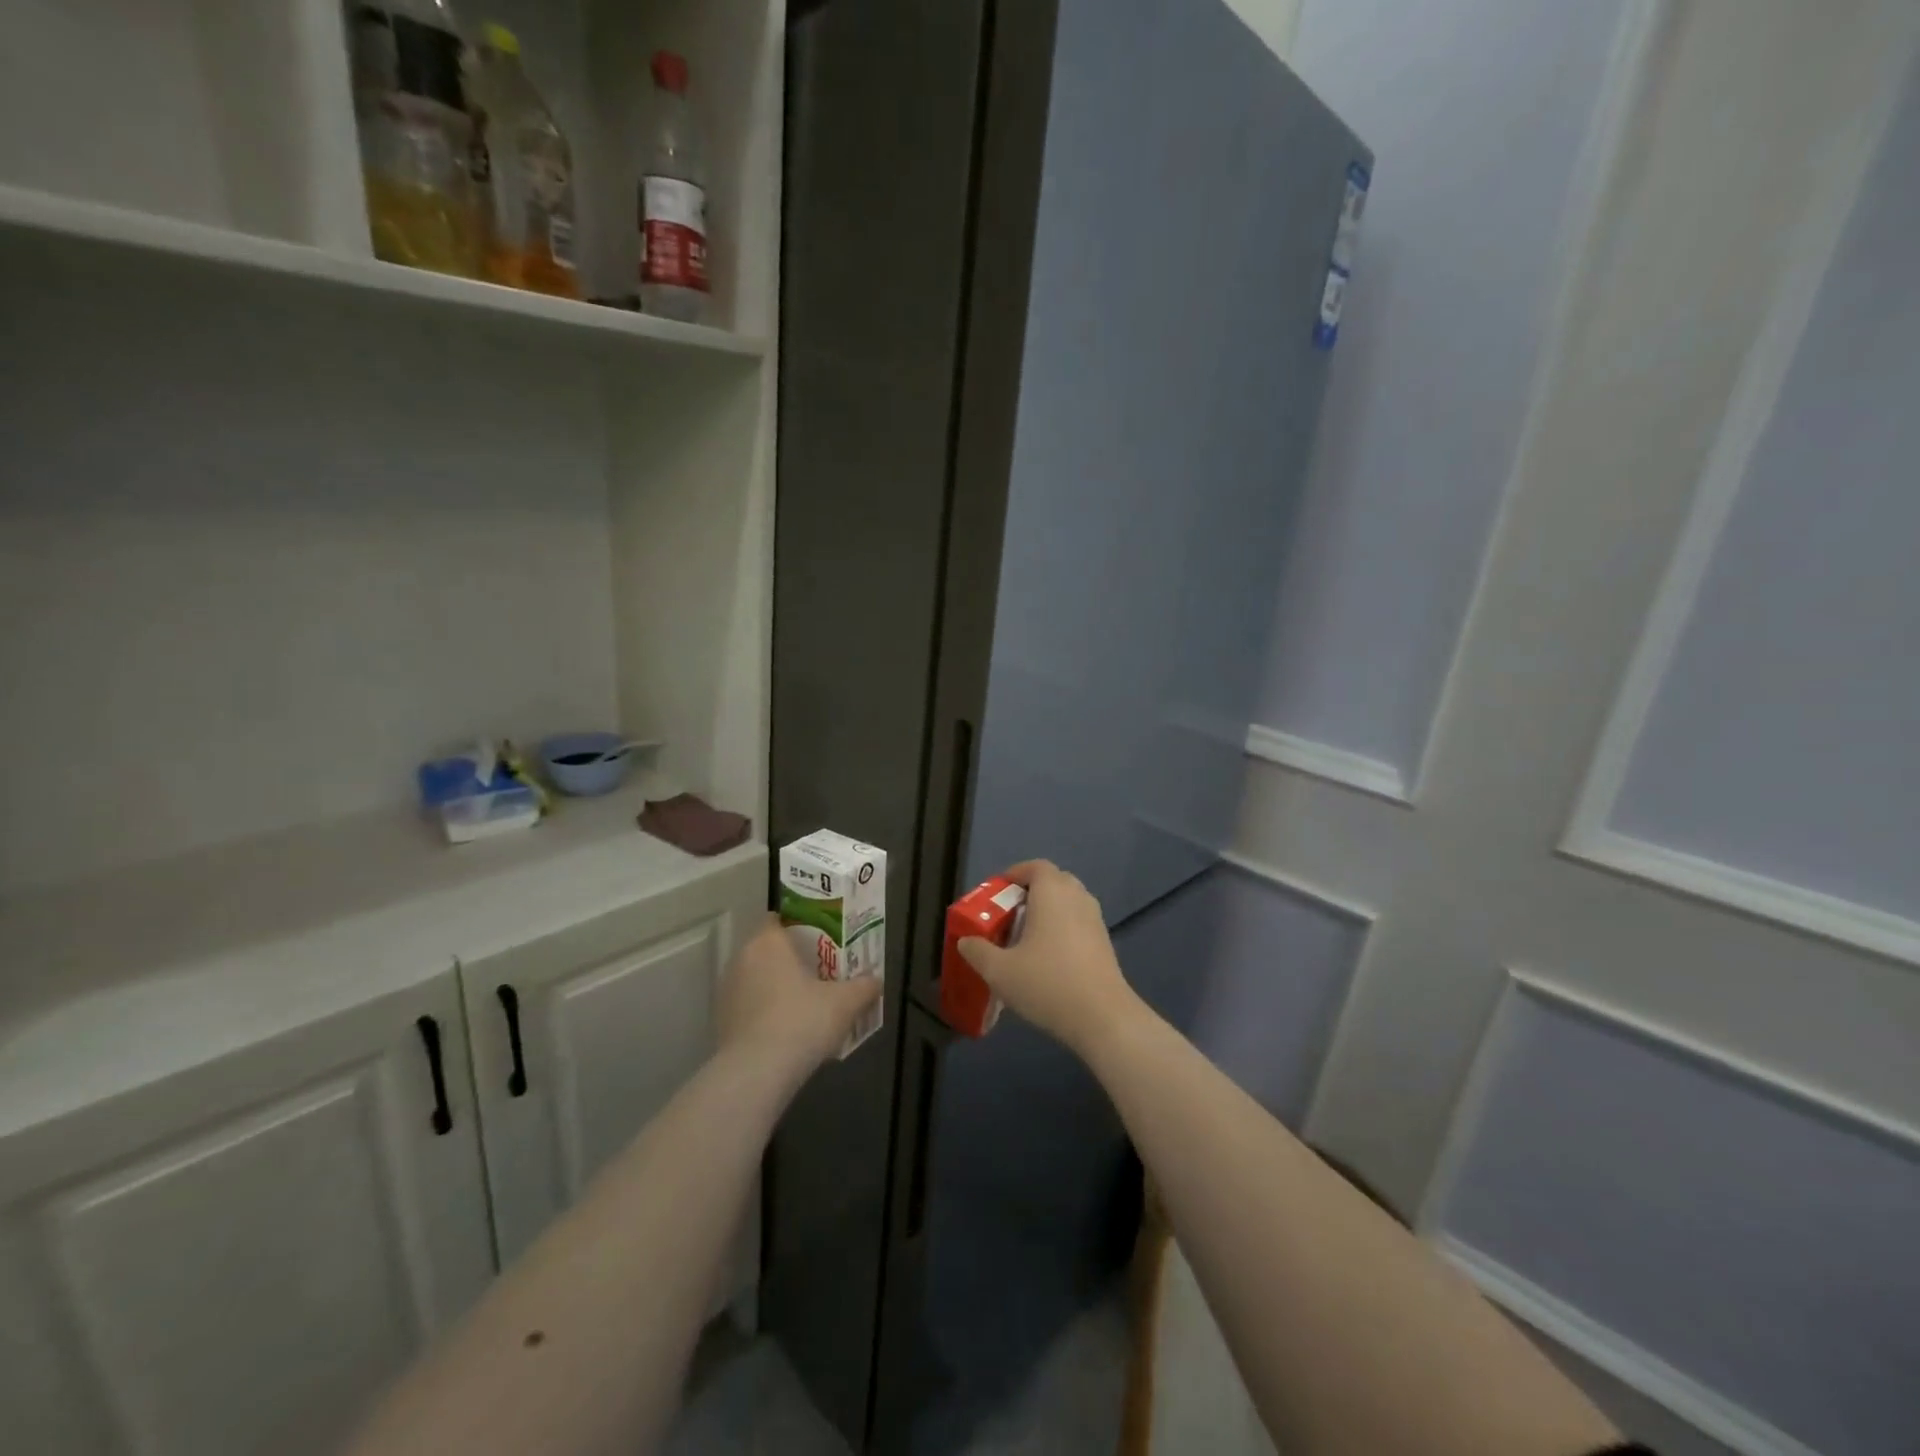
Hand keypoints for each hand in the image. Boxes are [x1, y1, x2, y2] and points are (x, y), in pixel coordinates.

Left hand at [719, 915, 882, 1074]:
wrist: (757, 1073)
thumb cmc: (802, 1021)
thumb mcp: (846, 1002)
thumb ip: (864, 987)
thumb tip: (875, 981)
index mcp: (768, 942)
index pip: (779, 919)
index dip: (800, 927)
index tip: (822, 941)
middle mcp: (742, 959)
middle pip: (769, 950)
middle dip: (793, 960)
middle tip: (821, 973)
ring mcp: (728, 991)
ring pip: (758, 979)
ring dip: (778, 988)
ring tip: (807, 1005)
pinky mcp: (722, 1022)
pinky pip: (750, 1007)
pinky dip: (766, 1013)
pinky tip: (788, 1032)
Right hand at [957, 861, 1141, 1057]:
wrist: (1103, 1017)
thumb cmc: (1048, 983)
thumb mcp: (1000, 971)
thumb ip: (977, 952)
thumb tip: (966, 941)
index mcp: (1052, 892)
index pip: (1035, 867)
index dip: (1015, 874)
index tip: (996, 893)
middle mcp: (1077, 897)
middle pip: (1053, 881)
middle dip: (1029, 893)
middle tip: (1008, 915)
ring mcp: (1095, 919)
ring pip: (1068, 903)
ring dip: (1047, 912)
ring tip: (1026, 938)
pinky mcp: (1105, 942)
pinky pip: (1078, 922)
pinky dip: (1062, 928)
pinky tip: (1048, 958)